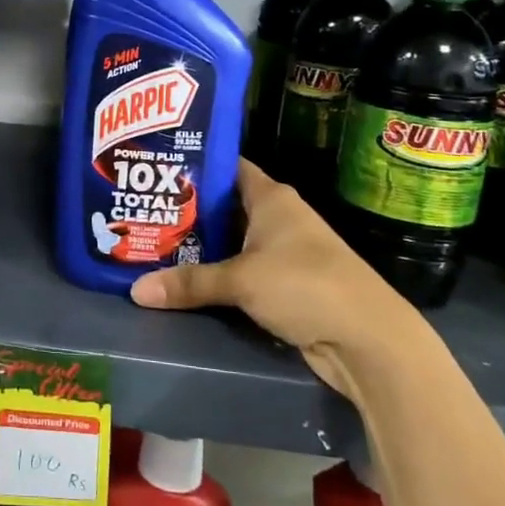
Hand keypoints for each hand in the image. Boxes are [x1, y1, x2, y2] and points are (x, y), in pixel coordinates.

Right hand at [129, 160, 431, 396]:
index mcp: (272, 197)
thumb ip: (190, 283)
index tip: (157, 166)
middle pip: (224, 205)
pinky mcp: (285, 285)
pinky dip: (217, 273)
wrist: (368, 341)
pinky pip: (240, 270)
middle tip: (143, 209)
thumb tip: (136, 291)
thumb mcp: (241, 280)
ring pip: (231, 240)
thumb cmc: (306, 286)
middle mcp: (278, 217)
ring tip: (153, 241)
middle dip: (187, 209)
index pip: (227, 166)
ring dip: (200, 245)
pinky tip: (185, 278)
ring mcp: (283, 251)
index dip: (194, 163)